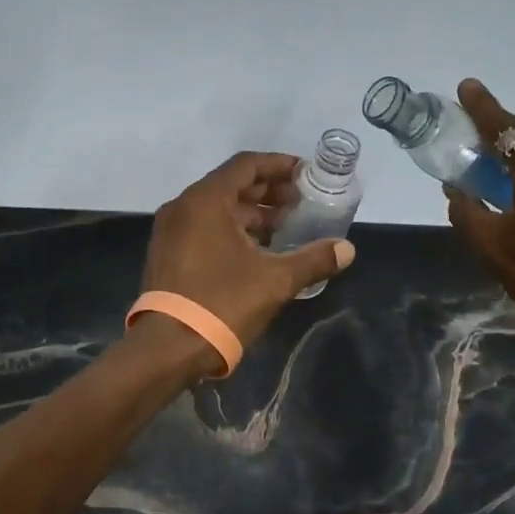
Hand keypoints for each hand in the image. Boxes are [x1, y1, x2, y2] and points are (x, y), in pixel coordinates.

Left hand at [142, 152, 355, 358]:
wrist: (168, 348)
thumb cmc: (222, 303)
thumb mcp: (275, 281)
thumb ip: (313, 259)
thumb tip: (347, 249)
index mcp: (206, 201)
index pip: (246, 165)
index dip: (279, 166)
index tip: (305, 175)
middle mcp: (183, 207)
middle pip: (231, 185)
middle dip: (268, 191)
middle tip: (300, 203)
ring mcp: (170, 231)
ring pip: (216, 208)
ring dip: (251, 213)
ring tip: (284, 227)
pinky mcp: (167, 254)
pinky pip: (203, 228)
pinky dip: (231, 229)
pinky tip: (256, 250)